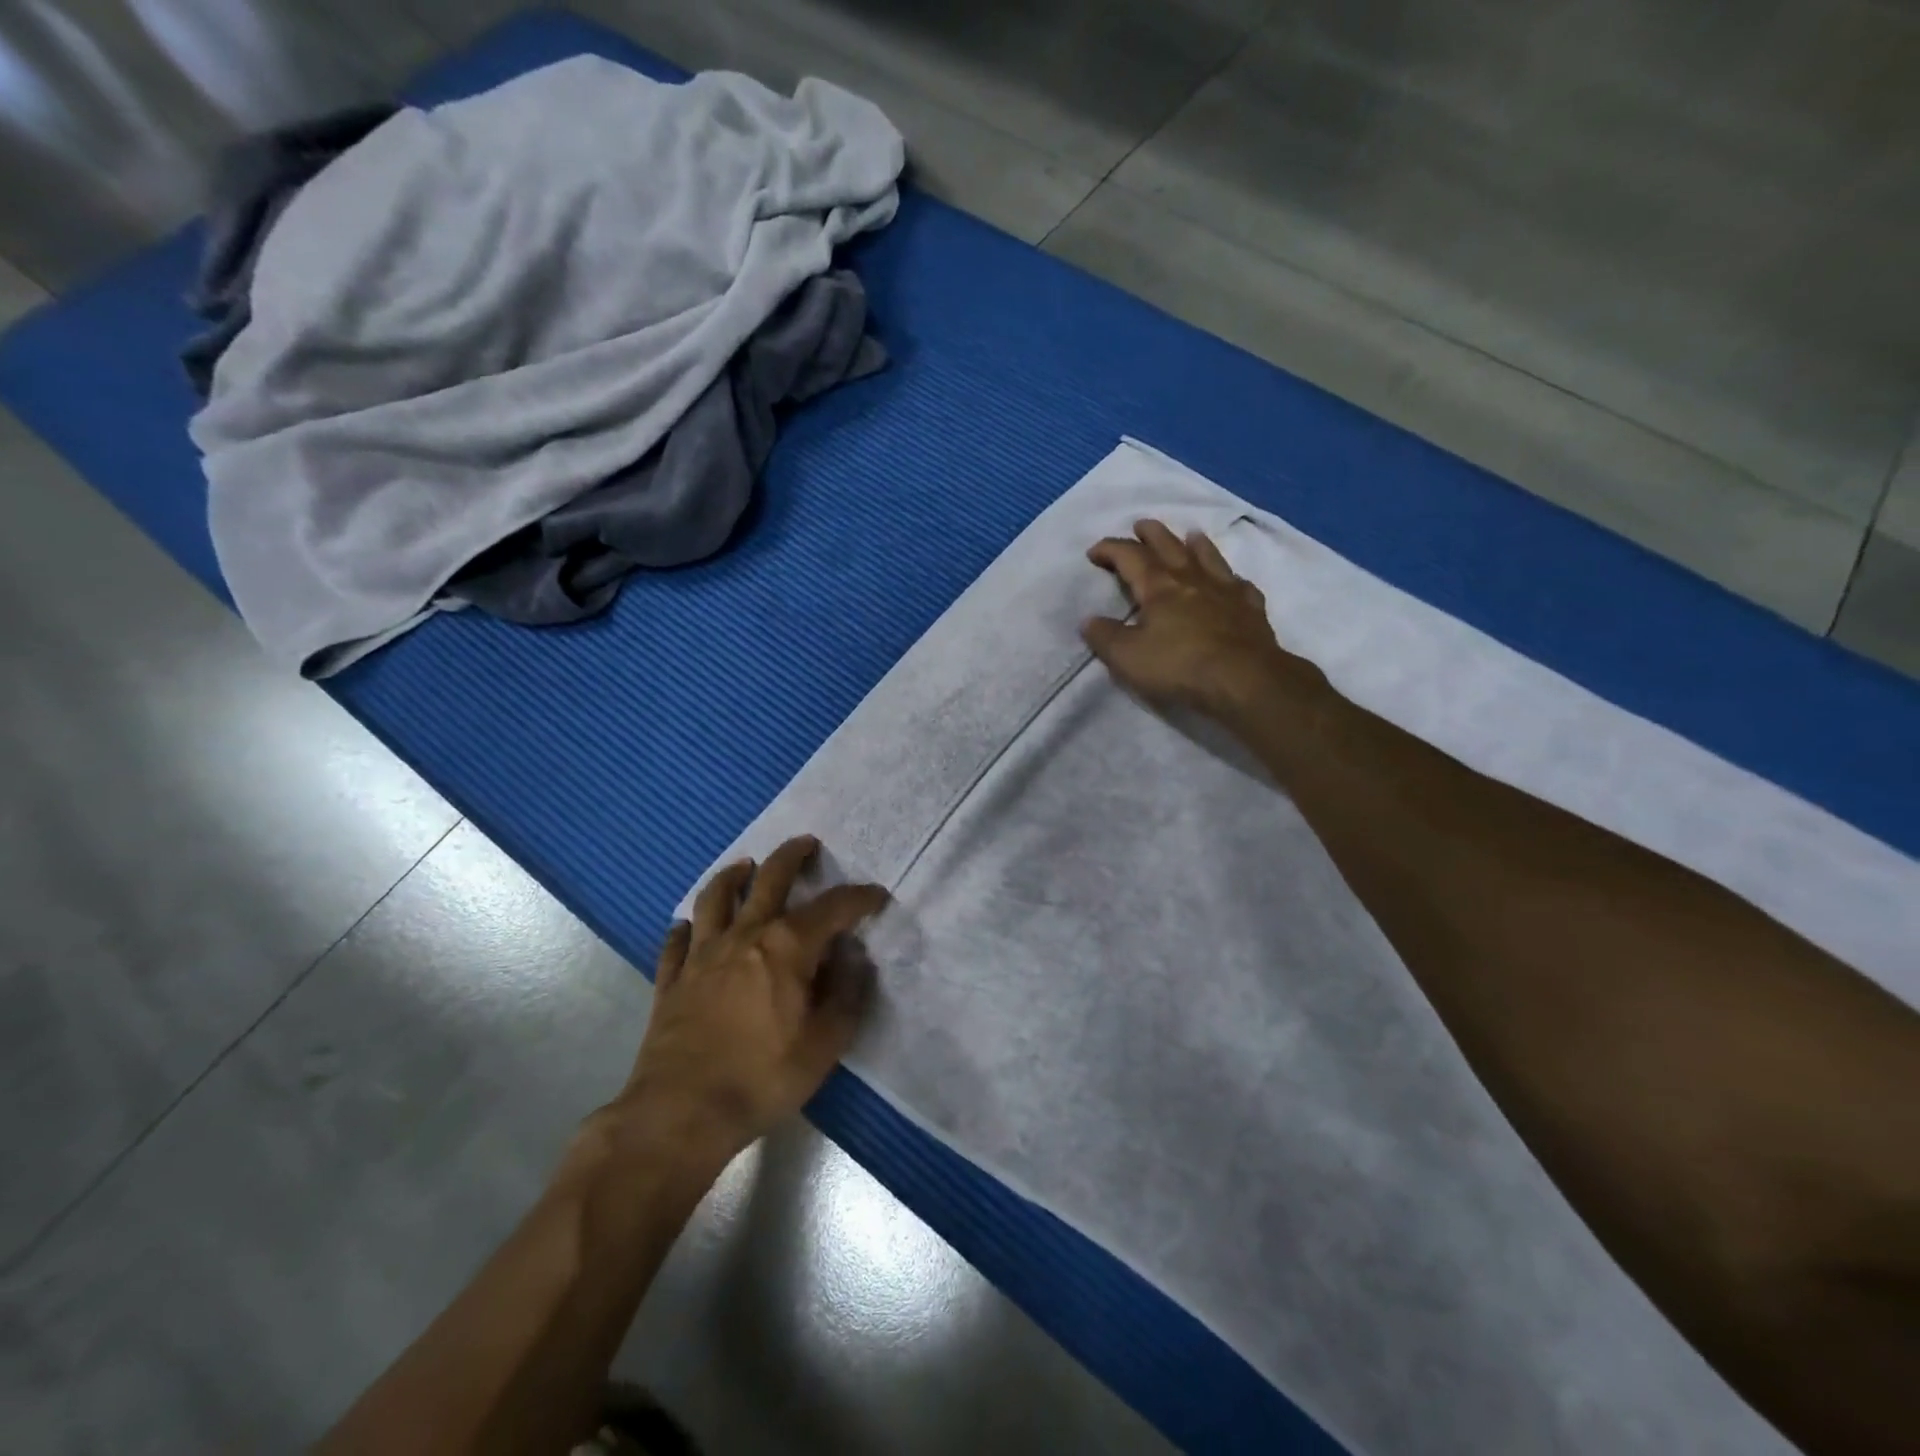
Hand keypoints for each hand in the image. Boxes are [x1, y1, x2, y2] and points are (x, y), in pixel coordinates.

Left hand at [617, 836, 887, 1158]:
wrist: (682, 1112)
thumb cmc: (763, 1077)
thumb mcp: (825, 1044)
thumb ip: (847, 995)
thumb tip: (855, 959)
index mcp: (787, 946)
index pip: (833, 908)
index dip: (860, 898)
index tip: (877, 896)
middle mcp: (744, 936)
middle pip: (769, 879)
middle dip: (792, 856)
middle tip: (806, 843)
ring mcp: (702, 954)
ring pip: (715, 898)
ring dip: (732, 876)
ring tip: (744, 866)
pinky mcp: (672, 979)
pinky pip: (676, 940)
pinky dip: (686, 927)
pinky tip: (689, 927)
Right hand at [1082, 519, 1321, 719]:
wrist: (1244, 679)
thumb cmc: (1179, 666)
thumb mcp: (1128, 657)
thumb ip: (1106, 637)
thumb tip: (1089, 621)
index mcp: (1159, 587)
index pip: (1130, 557)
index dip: (1110, 550)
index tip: (1094, 552)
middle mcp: (1192, 579)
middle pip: (1170, 546)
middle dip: (1152, 534)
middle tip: (1141, 525)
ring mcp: (1226, 591)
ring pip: (1209, 557)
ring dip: (1196, 544)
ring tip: (1190, 535)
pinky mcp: (1251, 609)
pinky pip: (1240, 586)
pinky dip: (1232, 579)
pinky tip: (1233, 581)